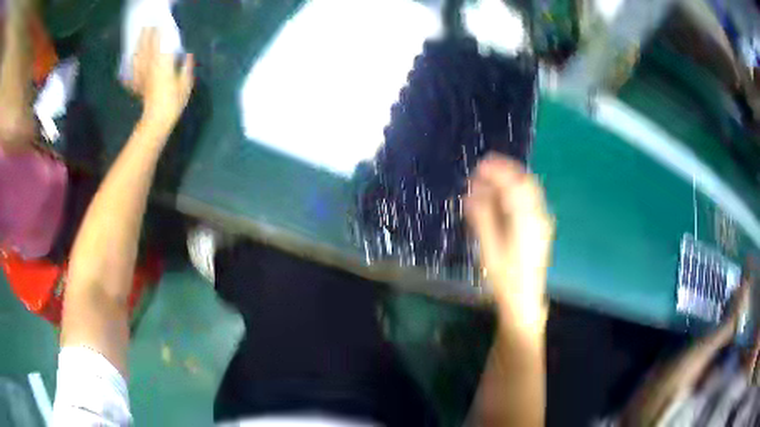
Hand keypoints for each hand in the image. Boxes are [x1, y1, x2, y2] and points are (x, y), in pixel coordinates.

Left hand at [128, 28, 193, 134]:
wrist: (156, 120)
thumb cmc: (173, 101)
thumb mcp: (185, 83)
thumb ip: (186, 67)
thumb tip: (188, 55)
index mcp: (162, 63)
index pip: (160, 43)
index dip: (159, 32)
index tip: (161, 24)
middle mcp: (150, 66)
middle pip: (146, 48)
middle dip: (146, 36)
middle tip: (147, 27)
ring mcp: (142, 76)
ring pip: (138, 58)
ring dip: (138, 48)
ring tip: (139, 40)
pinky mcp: (138, 86)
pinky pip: (132, 75)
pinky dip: (130, 70)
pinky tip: (129, 67)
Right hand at [465, 153, 553, 331]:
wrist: (524, 298)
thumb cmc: (505, 277)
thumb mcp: (489, 248)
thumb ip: (481, 217)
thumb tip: (470, 194)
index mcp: (527, 220)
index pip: (514, 185)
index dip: (497, 171)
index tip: (480, 165)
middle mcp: (539, 215)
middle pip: (525, 182)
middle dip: (504, 171)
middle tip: (482, 171)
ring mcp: (542, 220)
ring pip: (528, 190)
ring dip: (509, 181)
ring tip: (487, 183)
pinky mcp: (541, 226)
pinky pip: (529, 200)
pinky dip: (514, 193)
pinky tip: (500, 199)